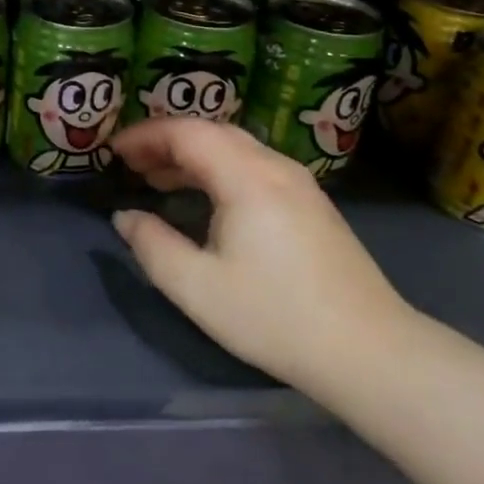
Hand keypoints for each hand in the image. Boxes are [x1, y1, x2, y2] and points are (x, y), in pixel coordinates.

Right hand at [110, 119, 411, 395]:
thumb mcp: (197, 288)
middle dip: (166, 141)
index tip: (113, 152)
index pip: (187, 132)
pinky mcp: (311, 204)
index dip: (145, 135)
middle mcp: (275, 167)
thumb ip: (152, 246)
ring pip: (235, 148)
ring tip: (156, 179)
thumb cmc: (275, 317)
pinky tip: (204, 199)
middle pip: (212, 132)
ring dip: (192, 156)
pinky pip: (254, 166)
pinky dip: (217, 169)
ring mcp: (299, 184)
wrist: (370, 351)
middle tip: (130, 164)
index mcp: (247, 177)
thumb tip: (125, 217)